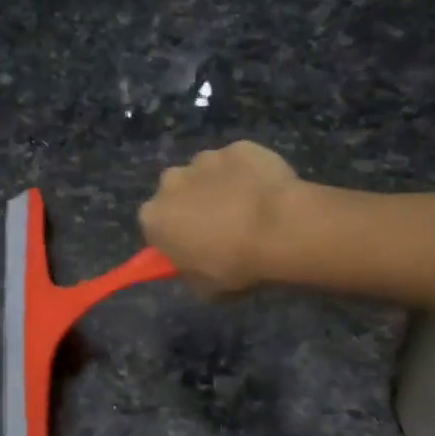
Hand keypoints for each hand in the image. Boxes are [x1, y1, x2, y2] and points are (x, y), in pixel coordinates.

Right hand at [139, 141, 302, 295]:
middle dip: (192, 205)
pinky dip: (247, 174)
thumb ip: (192, 272)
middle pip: (177, 192)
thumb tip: (196, 264)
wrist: (279, 228)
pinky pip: (239, 163)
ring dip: (220, 186)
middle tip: (221, 227)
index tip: (193, 247)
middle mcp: (171, 181)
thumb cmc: (236, 264)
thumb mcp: (205, 288)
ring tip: (249, 209)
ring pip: (207, 173)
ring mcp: (205, 159)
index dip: (174, 237)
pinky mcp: (238, 147)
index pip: (156, 227)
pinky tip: (266, 193)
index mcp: (155, 217)